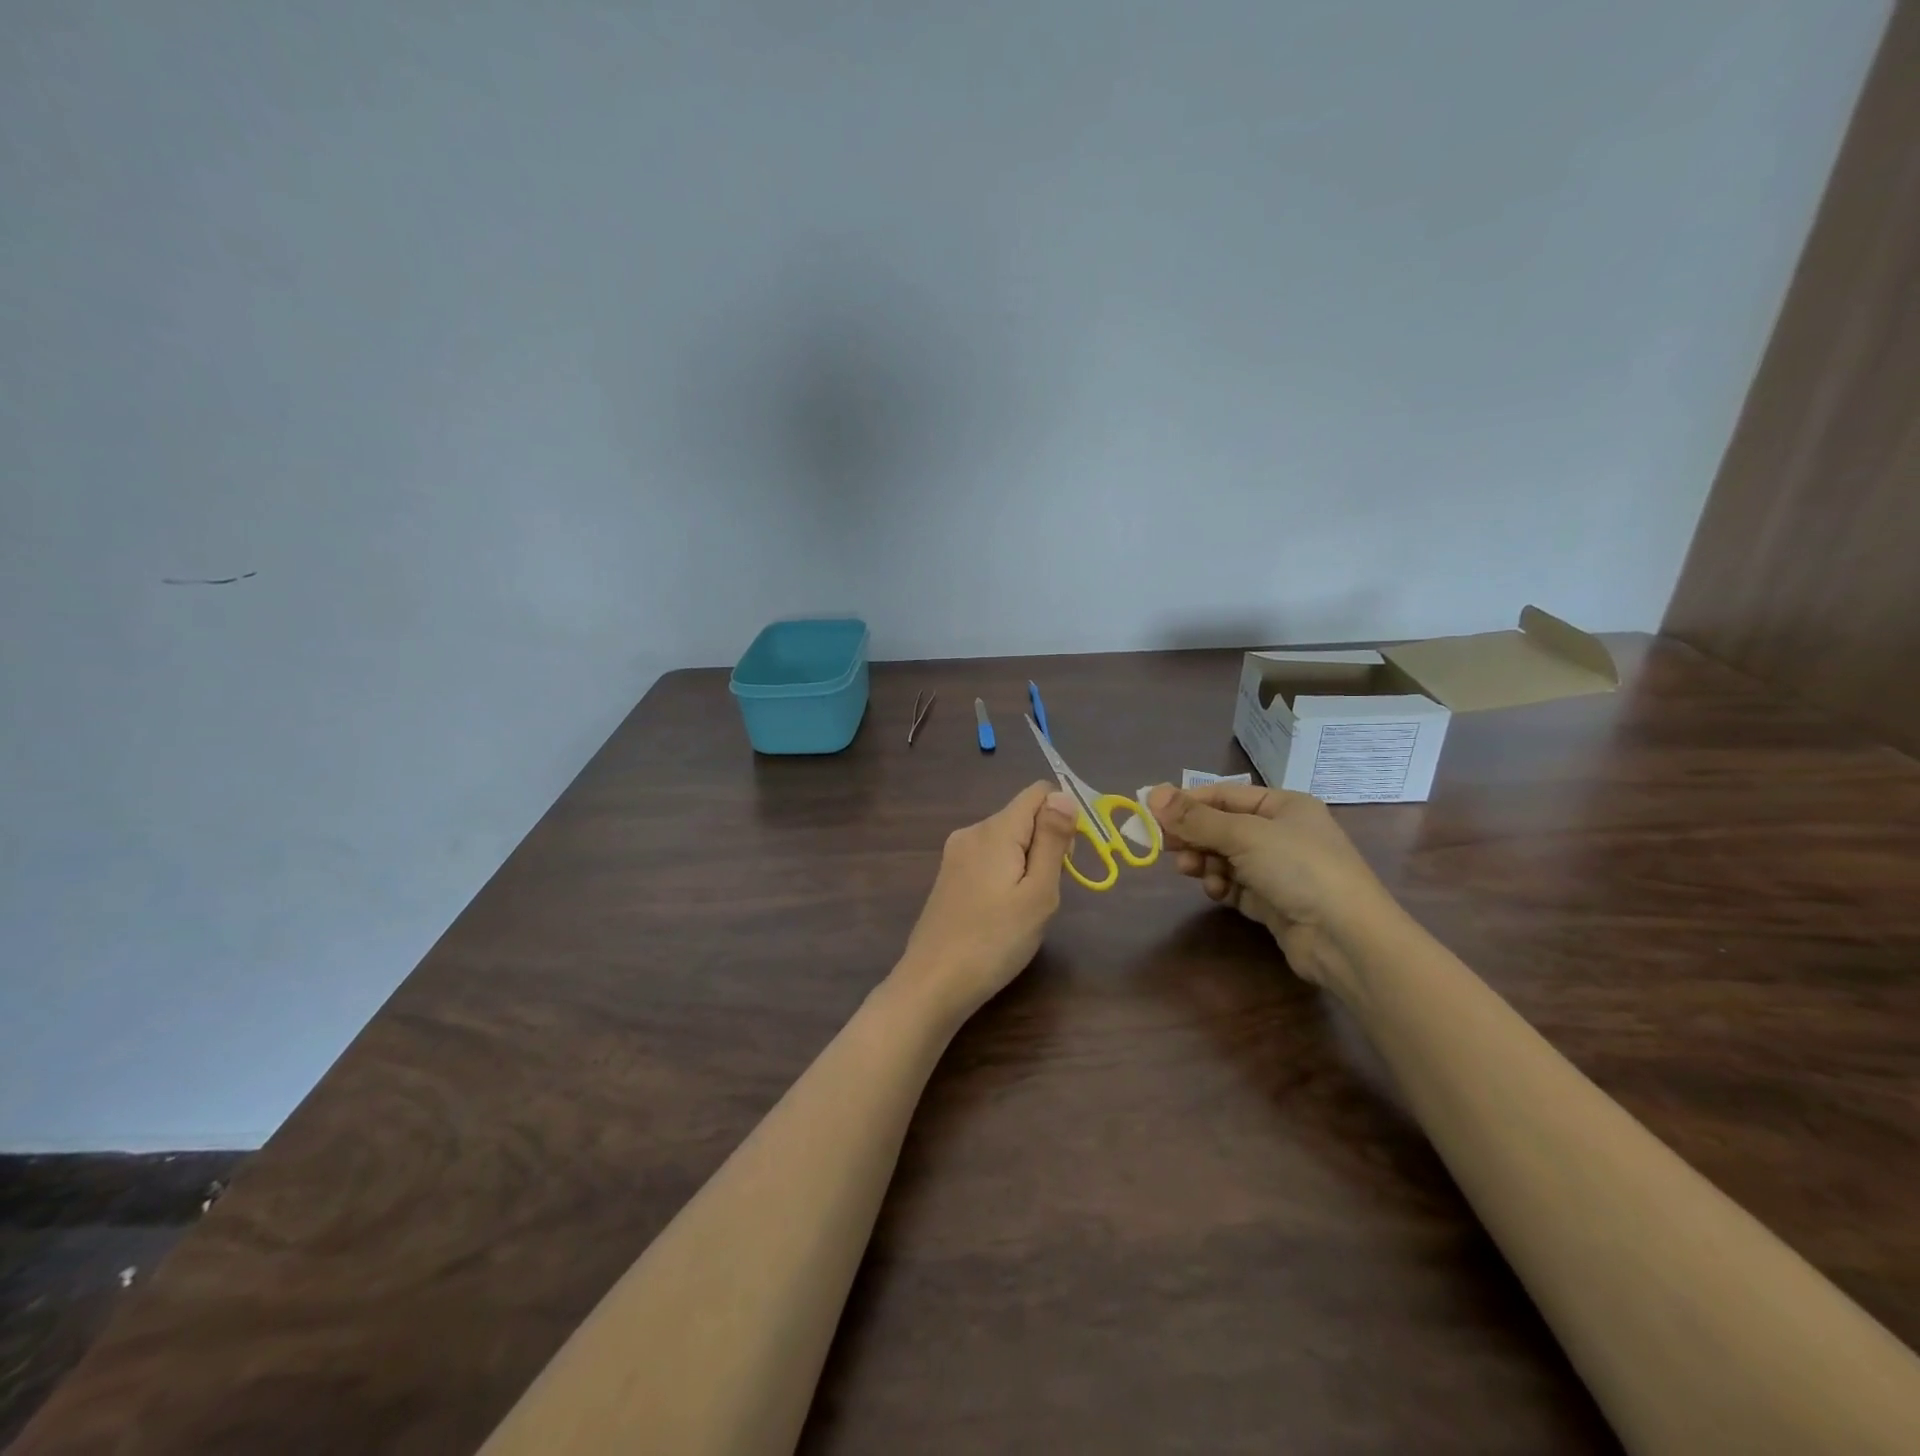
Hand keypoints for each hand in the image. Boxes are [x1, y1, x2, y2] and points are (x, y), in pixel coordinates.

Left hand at [895, 783, 1080, 1023]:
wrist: (934, 982)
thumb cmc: (995, 941)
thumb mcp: (1038, 892)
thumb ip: (1052, 840)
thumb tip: (1064, 795)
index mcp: (995, 829)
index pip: (1039, 792)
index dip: (1063, 816)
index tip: (1068, 858)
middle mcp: (972, 831)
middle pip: (1023, 816)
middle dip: (1045, 844)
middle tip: (1044, 892)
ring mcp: (955, 854)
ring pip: (1007, 839)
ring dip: (1026, 863)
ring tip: (1023, 908)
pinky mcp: (949, 876)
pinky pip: (988, 858)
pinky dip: (1005, 874)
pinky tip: (1002, 913)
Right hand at [1147, 782, 1392, 993]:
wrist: (1345, 938)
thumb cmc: (1298, 868)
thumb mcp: (1243, 835)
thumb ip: (1196, 818)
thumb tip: (1152, 793)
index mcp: (1283, 806)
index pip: (1224, 795)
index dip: (1187, 802)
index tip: (1151, 812)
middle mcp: (1281, 833)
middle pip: (1222, 827)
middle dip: (1193, 836)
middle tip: (1162, 845)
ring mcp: (1278, 869)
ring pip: (1224, 858)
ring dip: (1205, 862)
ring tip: (1192, 870)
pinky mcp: (1272, 901)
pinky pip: (1234, 885)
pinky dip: (1221, 886)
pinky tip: (1217, 892)